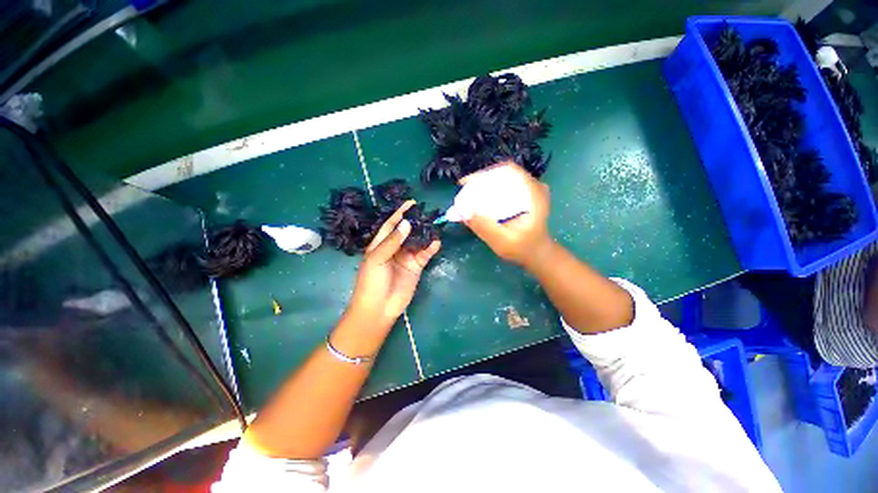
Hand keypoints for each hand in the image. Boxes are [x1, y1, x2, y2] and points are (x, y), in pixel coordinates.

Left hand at [348, 201, 440, 327]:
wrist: (379, 308)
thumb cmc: (372, 282)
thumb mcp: (377, 258)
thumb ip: (392, 241)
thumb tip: (407, 223)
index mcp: (380, 244)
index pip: (391, 225)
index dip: (400, 214)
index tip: (411, 203)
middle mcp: (394, 248)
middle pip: (407, 231)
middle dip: (416, 222)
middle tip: (427, 213)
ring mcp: (406, 258)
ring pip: (418, 242)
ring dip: (425, 234)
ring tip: (434, 225)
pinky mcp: (416, 267)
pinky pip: (425, 254)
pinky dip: (431, 248)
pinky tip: (436, 242)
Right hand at [464, 163, 552, 269]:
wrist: (537, 254)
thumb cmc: (523, 249)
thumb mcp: (503, 242)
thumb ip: (485, 228)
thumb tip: (462, 212)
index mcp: (533, 194)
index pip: (508, 170)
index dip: (486, 172)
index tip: (467, 183)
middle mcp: (533, 187)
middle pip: (503, 172)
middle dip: (481, 179)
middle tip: (465, 189)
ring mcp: (530, 190)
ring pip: (504, 178)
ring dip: (485, 184)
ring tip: (469, 193)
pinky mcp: (525, 196)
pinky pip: (505, 186)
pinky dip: (491, 190)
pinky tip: (480, 199)